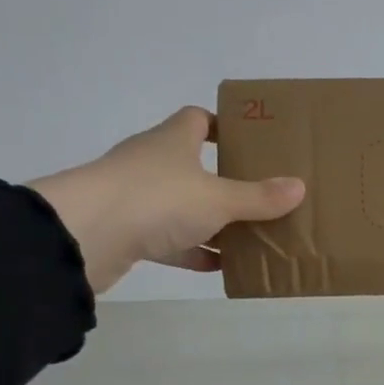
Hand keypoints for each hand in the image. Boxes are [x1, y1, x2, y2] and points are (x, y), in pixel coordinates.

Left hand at [29, 107, 304, 293]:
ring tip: (249, 235)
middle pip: (193, 164)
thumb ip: (258, 197)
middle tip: (261, 195)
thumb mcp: (218, 199)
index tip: (250, 142)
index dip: (223, 126)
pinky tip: (220, 265)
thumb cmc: (156, 199)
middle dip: (225, 180)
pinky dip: (193, 251)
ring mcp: (136, 198)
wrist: (84, 236)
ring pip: (183, 206)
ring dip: (211, 221)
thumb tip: (299, 187)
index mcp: (173, 142)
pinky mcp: (127, 233)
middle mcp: (152, 163)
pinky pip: (169, 240)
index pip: (198, 119)